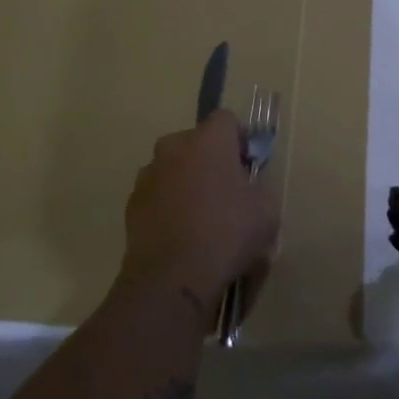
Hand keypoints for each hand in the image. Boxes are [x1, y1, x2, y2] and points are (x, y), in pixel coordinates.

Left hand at [120, 111, 278, 322]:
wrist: (172, 278)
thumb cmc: (227, 234)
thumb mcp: (266, 210)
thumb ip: (260, 187)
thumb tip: (249, 186)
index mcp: (209, 140)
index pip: (227, 119)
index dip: (240, 139)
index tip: (249, 165)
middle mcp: (174, 147)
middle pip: (197, 142)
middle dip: (211, 160)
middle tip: (227, 192)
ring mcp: (148, 174)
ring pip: (174, 168)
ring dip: (188, 182)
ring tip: (201, 217)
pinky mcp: (132, 203)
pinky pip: (158, 194)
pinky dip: (169, 205)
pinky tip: (181, 234)